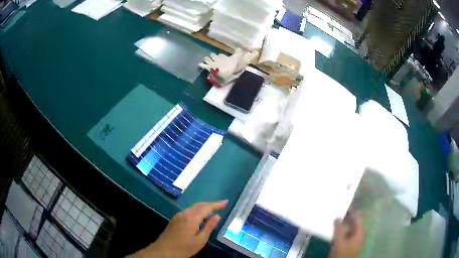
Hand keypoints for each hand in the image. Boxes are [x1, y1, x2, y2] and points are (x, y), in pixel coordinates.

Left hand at [131, 200, 227, 257]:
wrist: (164, 250)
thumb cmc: (184, 248)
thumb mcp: (200, 240)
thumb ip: (209, 227)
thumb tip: (217, 216)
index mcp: (191, 218)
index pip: (206, 207)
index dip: (217, 204)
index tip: (226, 202)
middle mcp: (184, 213)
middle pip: (199, 205)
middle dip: (211, 204)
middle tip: (222, 205)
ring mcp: (178, 215)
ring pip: (193, 207)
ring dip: (204, 206)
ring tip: (213, 209)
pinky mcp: (175, 219)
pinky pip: (189, 211)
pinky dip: (197, 210)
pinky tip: (201, 215)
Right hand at [328, 210, 364, 257]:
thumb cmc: (342, 254)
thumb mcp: (340, 242)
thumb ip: (339, 230)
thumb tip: (337, 217)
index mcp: (358, 232)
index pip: (357, 218)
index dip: (352, 211)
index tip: (344, 204)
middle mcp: (356, 234)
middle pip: (352, 223)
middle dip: (345, 216)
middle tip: (336, 209)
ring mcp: (349, 240)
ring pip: (346, 228)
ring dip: (340, 223)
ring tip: (332, 217)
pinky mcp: (343, 245)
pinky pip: (341, 234)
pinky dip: (337, 230)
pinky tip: (331, 229)